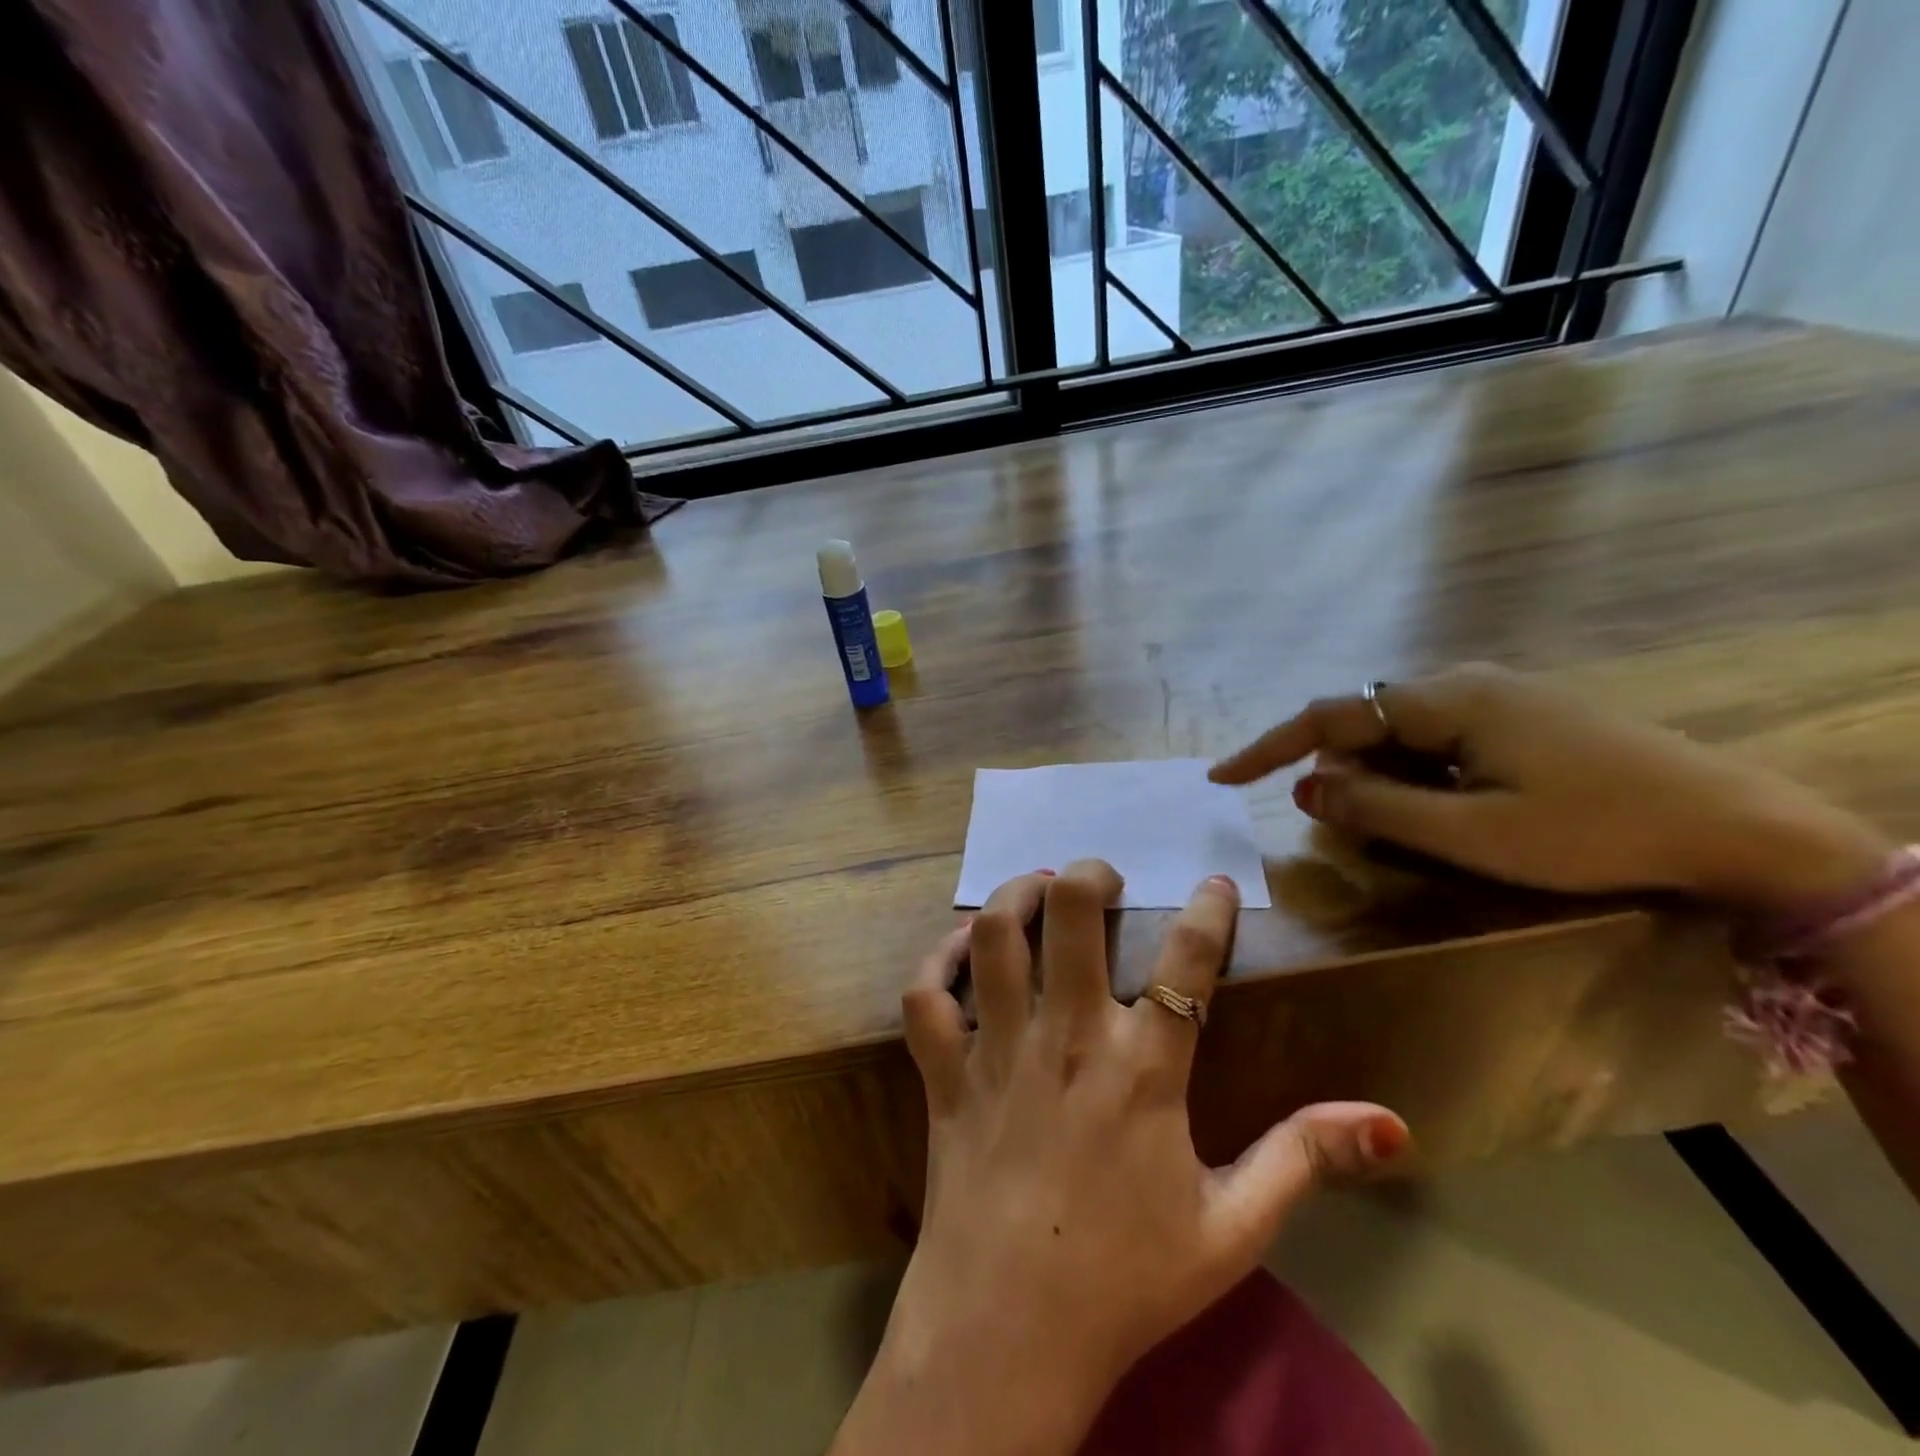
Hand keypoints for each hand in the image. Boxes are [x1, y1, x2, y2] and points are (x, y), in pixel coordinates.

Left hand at [834, 861, 1406, 1455]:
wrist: (1007, 1337)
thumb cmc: (1126, 1282)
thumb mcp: (1233, 1229)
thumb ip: (1304, 1161)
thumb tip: (1388, 1119)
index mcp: (1142, 1070)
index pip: (1186, 962)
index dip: (1209, 911)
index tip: (1215, 883)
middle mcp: (1066, 1039)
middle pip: (1072, 915)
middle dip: (1088, 876)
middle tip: (1102, 877)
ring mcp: (997, 1051)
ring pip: (996, 937)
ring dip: (1014, 897)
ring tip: (1037, 888)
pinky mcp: (946, 1075)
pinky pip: (927, 997)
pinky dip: (939, 959)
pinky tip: (962, 947)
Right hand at [1210, 664, 1889, 907]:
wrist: (1739, 827)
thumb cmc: (1592, 831)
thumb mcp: (1471, 833)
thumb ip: (1376, 807)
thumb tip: (1304, 787)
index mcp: (1445, 700)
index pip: (1329, 716)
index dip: (1268, 747)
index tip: (1220, 776)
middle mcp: (1461, 683)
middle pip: (1365, 722)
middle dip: (1339, 772)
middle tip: (1341, 826)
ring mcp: (1495, 696)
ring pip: (1402, 734)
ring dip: (1383, 778)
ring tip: (1409, 827)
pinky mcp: (1518, 716)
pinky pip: (1438, 740)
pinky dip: (1419, 775)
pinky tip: (1447, 809)